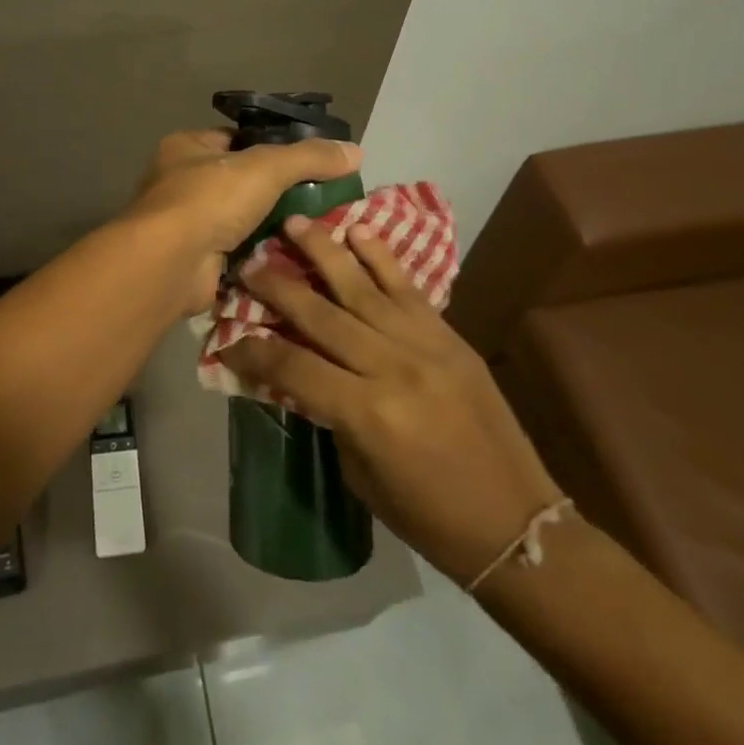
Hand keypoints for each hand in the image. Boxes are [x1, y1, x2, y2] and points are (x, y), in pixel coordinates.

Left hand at [125, 130, 361, 314]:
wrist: (170, 264)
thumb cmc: (209, 199)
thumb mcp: (266, 167)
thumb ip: (310, 157)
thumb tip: (356, 151)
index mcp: (188, 146)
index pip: (237, 138)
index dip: (273, 146)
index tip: (312, 160)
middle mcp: (182, 180)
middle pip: (241, 180)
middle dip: (278, 191)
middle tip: (324, 198)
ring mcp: (187, 222)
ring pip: (242, 217)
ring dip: (273, 224)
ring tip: (319, 228)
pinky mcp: (197, 258)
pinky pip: (239, 250)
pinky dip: (262, 253)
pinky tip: (296, 255)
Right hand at [223, 218, 563, 588]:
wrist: (516, 521)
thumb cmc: (428, 515)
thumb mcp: (360, 473)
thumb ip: (327, 413)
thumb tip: (297, 371)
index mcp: (366, 413)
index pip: (293, 367)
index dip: (253, 350)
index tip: (227, 335)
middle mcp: (390, 367)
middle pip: (320, 315)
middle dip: (277, 287)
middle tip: (248, 263)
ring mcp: (423, 344)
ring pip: (361, 286)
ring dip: (323, 251)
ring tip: (294, 222)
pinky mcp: (447, 335)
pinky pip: (407, 287)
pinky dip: (380, 256)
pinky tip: (357, 230)